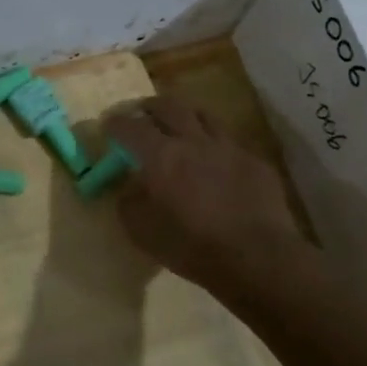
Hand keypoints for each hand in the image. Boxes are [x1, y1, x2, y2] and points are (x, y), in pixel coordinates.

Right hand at [103, 97, 319, 300]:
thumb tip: (129, 189)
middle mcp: (193, 141)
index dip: (115, 124)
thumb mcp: (142, 233)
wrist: (258, 259)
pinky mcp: (255, 162)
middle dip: (150, 107)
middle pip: (169, 107)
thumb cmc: (192, 247)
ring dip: (185, 115)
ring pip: (203, 115)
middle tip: (141, 113)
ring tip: (179, 124)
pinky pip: (229, 142)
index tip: (108, 126)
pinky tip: (214, 161)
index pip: (130, 127)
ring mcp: (228, 148)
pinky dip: (214, 144)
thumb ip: (129, 204)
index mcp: (161, 156)